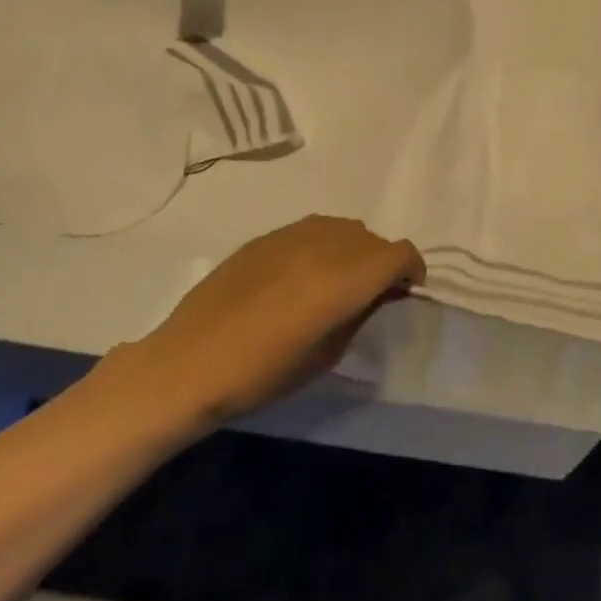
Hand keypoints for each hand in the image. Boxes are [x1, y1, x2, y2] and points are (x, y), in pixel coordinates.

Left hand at [128, 216, 424, 423]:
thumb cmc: (263, 373)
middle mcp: (324, 245)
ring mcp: (291, 235)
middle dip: (383, 261)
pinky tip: (304, 273)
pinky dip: (323, 244)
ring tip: (339, 279)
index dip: (411, 269)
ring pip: (342, 227)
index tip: (406, 290)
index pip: (399, 253)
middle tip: (372, 292)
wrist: (189, 363)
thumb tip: (375, 295)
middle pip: (372, 238)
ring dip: (353, 248)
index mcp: (344, 278)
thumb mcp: (327, 354)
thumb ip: (359, 314)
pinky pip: (311, 229)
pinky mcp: (265, 238)